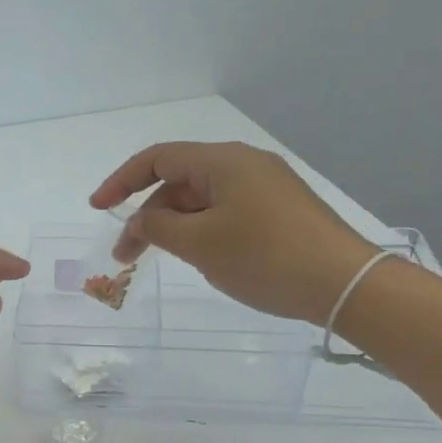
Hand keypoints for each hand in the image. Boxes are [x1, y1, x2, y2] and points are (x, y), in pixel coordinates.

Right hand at [90, 141, 375, 324]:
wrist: (344, 284)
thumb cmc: (265, 257)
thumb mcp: (200, 245)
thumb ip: (158, 228)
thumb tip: (141, 222)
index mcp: (223, 161)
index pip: (158, 158)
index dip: (121, 181)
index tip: (97, 208)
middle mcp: (244, 165)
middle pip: (179, 181)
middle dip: (147, 215)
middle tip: (126, 256)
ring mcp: (265, 187)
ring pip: (202, 200)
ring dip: (173, 226)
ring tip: (161, 260)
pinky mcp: (279, 210)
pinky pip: (224, 211)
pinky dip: (200, 230)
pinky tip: (198, 257)